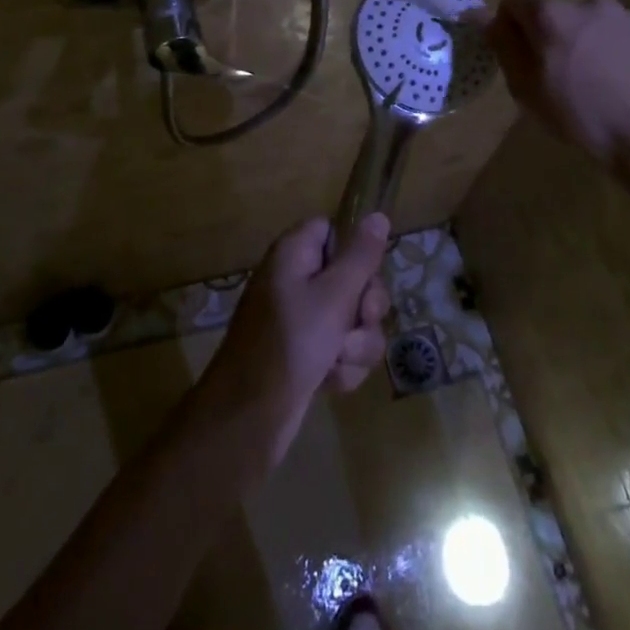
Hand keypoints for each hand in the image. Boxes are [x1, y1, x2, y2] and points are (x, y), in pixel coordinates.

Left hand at [199, 215, 391, 466]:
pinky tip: (330, 382)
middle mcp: (297, 279)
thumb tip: (378, 215)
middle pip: (352, 278)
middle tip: (358, 321)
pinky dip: (342, 366)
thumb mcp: (334, 295)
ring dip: (356, 344)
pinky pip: (341, 349)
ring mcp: (301, 319)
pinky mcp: (306, 353)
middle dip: (365, 309)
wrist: (251, 414)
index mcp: (295, 253)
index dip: (355, 253)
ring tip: (338, 360)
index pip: (334, 231)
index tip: (365, 274)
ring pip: (353, 319)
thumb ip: (360, 257)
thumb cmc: (292, 342)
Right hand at [487, 0, 629, 174]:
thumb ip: (504, 46)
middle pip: (559, 15)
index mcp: (553, 15)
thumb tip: (486, 18)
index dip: (509, 27)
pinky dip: (623, 56)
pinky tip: (629, 88)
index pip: (514, 3)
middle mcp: (591, 4)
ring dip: (591, 45)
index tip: (516, 56)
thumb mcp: (527, 89)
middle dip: (554, 38)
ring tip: (600, 86)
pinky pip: (629, 40)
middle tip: (561, 78)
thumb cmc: (582, 117)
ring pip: (597, 26)